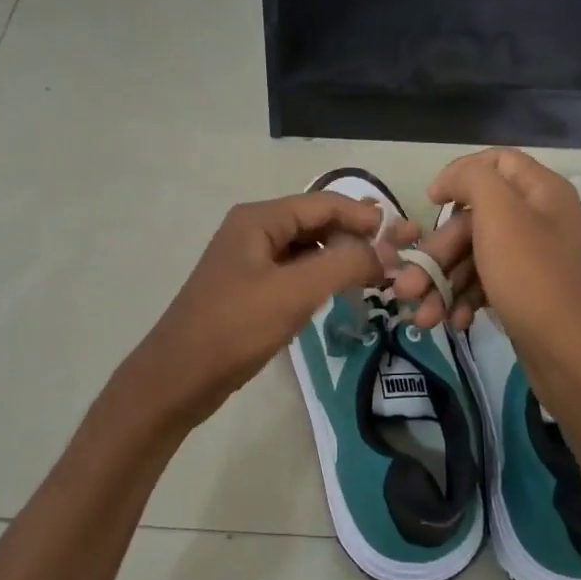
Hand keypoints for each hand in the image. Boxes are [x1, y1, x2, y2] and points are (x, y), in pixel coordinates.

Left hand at [121, 191, 412, 430]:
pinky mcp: (248, 289)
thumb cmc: (235, 327)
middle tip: (392, 260)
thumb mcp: (294, 292)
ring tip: (373, 277)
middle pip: (315, 222)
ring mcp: (248, 260)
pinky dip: (318, 278)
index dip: (364, 216)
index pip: (324, 203)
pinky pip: (293, 272)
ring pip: (305, 249)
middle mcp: (253, 230)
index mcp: (259, 219)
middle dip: (353, 237)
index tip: (401, 237)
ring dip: (337, 258)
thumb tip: (389, 252)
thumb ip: (345, 265)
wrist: (179, 376)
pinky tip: (337, 295)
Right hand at [389, 148, 580, 413]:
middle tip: (407, 286)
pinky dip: (466, 301)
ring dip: (443, 283)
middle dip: (438, 252)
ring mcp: (535, 261)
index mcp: (541, 192)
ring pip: (475, 257)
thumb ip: (473, 180)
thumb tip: (451, 178)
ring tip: (422, 316)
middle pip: (475, 219)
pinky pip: (487, 285)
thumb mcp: (501, 217)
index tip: (430, 203)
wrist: (578, 360)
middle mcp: (540, 220)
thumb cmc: (535, 281)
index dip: (459, 175)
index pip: (496, 162)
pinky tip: (454, 322)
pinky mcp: (528, 295)